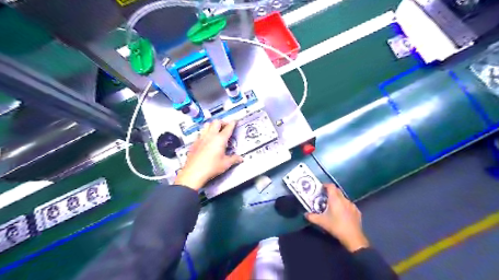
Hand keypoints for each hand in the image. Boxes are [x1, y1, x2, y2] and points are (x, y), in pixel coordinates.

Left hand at [174, 120, 243, 190]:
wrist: (194, 173)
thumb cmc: (210, 168)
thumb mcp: (225, 164)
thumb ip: (234, 159)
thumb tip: (240, 158)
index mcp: (220, 139)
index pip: (228, 127)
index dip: (233, 123)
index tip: (235, 121)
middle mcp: (210, 136)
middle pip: (216, 122)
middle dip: (223, 122)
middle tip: (226, 127)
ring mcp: (201, 138)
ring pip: (207, 125)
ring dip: (213, 125)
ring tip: (216, 130)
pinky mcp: (195, 142)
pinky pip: (201, 133)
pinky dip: (205, 132)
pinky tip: (207, 139)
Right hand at [304, 183, 369, 250]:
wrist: (353, 237)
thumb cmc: (336, 226)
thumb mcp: (321, 222)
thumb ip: (312, 217)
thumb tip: (306, 214)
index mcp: (335, 199)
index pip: (331, 186)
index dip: (326, 185)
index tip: (321, 188)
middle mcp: (344, 199)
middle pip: (337, 190)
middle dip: (331, 192)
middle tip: (324, 197)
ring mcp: (352, 205)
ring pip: (343, 198)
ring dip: (338, 199)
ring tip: (333, 206)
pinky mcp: (357, 211)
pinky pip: (349, 205)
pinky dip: (344, 206)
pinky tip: (342, 214)